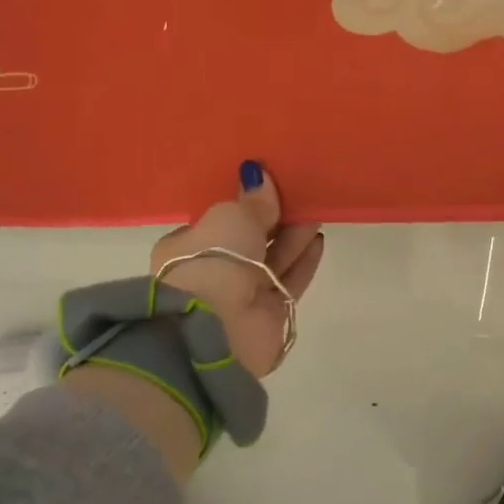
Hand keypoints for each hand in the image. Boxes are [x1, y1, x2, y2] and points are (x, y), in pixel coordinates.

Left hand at [149, 161, 323, 376]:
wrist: (217, 327)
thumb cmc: (212, 260)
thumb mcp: (231, 217)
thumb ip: (252, 201)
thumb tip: (259, 176)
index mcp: (185, 248)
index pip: (215, 223)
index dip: (240, 207)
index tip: (265, 188)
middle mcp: (212, 272)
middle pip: (248, 241)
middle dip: (273, 220)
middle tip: (299, 195)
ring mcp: (241, 296)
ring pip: (272, 260)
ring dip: (293, 237)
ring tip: (315, 211)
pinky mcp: (269, 315)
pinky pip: (289, 281)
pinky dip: (303, 261)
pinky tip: (319, 239)